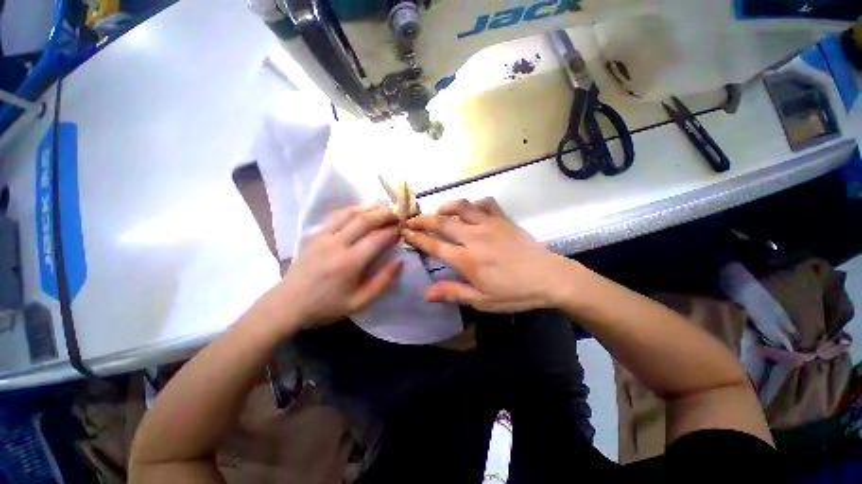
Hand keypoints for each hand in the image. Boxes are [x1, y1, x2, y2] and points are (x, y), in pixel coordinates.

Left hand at [276, 205, 402, 327]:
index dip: (393, 231)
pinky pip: (337, 216)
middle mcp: (336, 244)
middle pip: (365, 220)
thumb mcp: (359, 303)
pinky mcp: (315, 234)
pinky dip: (353, 210)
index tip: (404, 229)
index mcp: (349, 263)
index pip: (377, 238)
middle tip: (398, 214)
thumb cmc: (326, 306)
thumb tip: (399, 261)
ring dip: (370, 208)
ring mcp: (323, 236)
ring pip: (350, 213)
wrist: (287, 304)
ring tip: (384, 208)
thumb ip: (382, 282)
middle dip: (385, 214)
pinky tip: (362, 211)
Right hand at [403, 198, 575, 312]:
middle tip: (411, 219)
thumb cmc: (515, 293)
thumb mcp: (482, 301)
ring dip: (445, 207)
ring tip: (438, 212)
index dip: (416, 238)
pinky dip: (474, 204)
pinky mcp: (503, 219)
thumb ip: (452, 293)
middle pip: (441, 222)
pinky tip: (471, 211)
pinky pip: (485, 203)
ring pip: (461, 206)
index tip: (404, 232)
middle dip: (422, 219)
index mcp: (467, 259)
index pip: (434, 245)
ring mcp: (489, 224)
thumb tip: (425, 294)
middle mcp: (474, 237)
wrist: (550, 278)